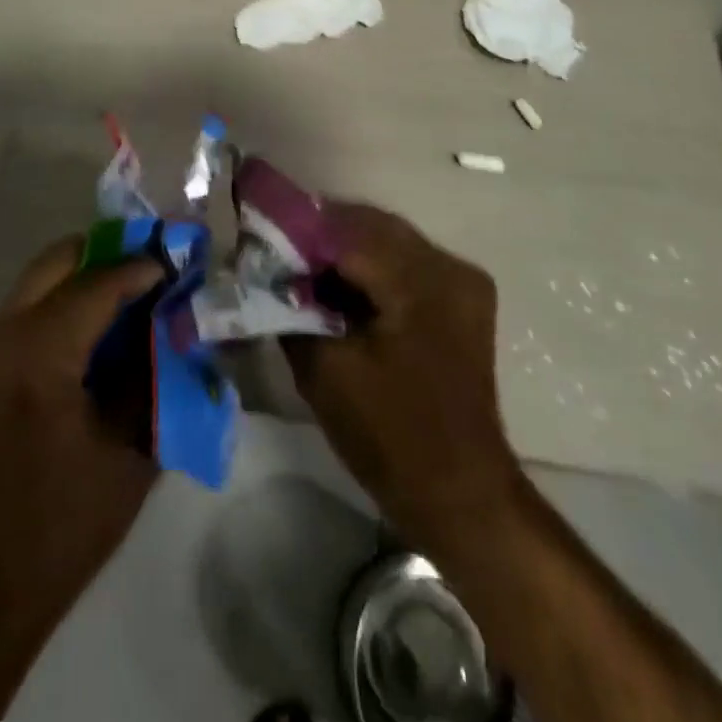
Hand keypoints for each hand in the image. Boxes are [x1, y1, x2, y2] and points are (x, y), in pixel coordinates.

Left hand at [0, 236, 162, 641]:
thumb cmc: (70, 521)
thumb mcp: (132, 444)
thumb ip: (156, 369)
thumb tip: (178, 317)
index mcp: (37, 356)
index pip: (97, 283)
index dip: (143, 268)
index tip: (181, 264)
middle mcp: (2, 335)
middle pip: (61, 259)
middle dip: (112, 254)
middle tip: (156, 270)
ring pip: (45, 274)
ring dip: (91, 273)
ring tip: (136, 290)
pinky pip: (33, 301)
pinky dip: (71, 296)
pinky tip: (104, 322)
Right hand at [285, 203, 523, 556]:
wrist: (461, 495)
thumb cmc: (390, 436)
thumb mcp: (324, 371)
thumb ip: (290, 309)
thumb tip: (264, 273)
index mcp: (421, 280)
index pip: (347, 229)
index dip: (298, 229)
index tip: (259, 236)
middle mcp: (449, 265)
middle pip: (370, 227)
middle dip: (320, 236)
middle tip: (277, 253)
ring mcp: (462, 281)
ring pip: (388, 241)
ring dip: (344, 250)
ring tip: (302, 270)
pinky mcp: (461, 300)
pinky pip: (406, 264)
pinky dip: (370, 268)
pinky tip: (340, 289)